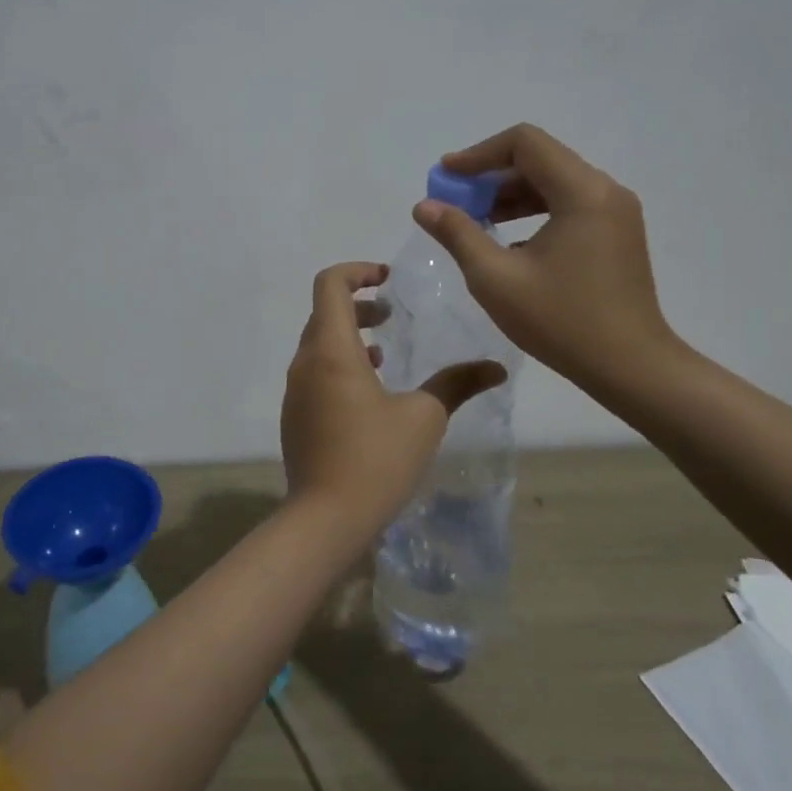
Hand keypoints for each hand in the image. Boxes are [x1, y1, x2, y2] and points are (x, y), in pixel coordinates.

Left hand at [280, 262, 506, 540]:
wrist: (325, 519)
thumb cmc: (376, 460)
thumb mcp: (424, 418)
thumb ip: (456, 384)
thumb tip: (496, 366)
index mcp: (331, 350)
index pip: (330, 284)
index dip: (358, 271)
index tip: (387, 280)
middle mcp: (305, 362)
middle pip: (324, 313)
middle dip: (358, 306)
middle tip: (390, 316)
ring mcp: (295, 391)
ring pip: (318, 344)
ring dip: (348, 337)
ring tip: (384, 354)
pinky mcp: (295, 416)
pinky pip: (314, 373)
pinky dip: (339, 365)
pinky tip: (369, 394)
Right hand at [413, 124, 682, 396]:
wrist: (631, 367)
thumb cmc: (561, 321)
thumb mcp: (495, 278)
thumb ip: (458, 233)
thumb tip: (425, 206)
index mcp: (581, 192)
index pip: (524, 143)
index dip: (478, 154)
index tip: (445, 177)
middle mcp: (605, 190)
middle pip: (540, 158)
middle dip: (491, 175)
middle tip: (454, 200)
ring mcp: (616, 212)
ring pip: (554, 181)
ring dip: (510, 193)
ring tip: (475, 219)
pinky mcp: (617, 233)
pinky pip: (569, 203)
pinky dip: (534, 209)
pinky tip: (508, 240)